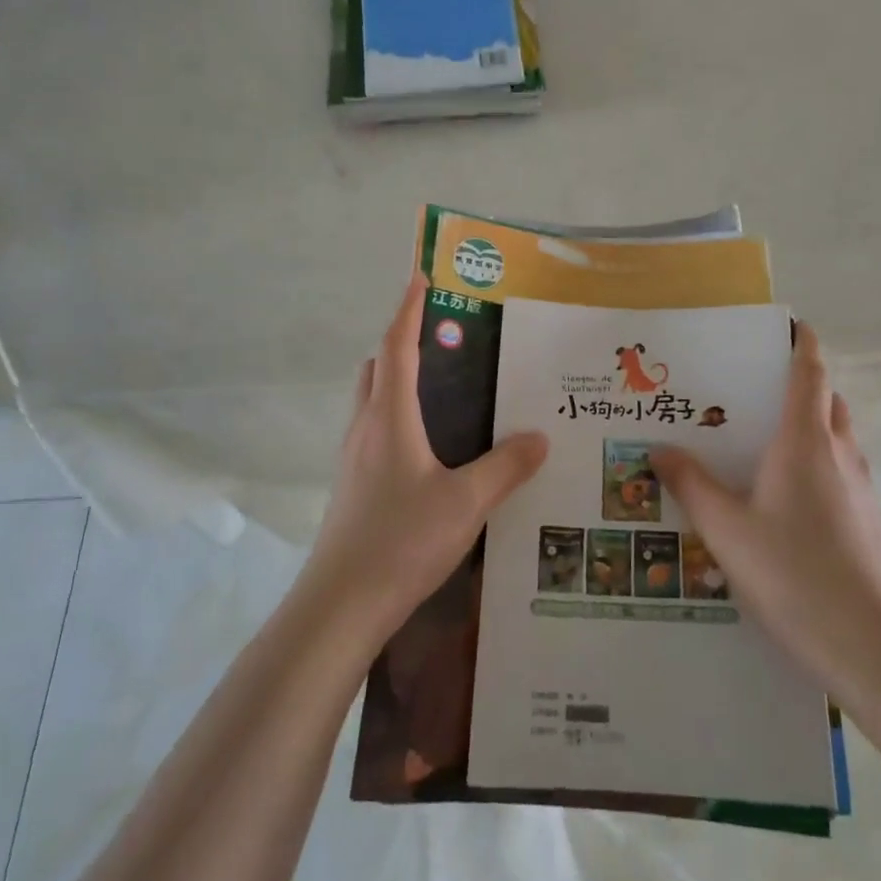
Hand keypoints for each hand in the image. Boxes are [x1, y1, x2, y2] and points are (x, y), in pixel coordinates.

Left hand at [302, 273, 548, 643]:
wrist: (340, 605)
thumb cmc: (402, 540)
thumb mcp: (466, 503)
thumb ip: (505, 466)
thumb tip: (540, 436)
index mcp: (390, 417)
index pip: (397, 346)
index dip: (408, 308)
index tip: (420, 275)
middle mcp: (365, 427)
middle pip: (378, 367)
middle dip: (404, 342)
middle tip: (446, 338)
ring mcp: (354, 458)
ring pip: (373, 400)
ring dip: (398, 380)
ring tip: (445, 389)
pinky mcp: (353, 485)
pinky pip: (375, 431)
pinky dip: (398, 416)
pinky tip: (432, 448)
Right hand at [652, 322, 880, 695]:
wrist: (869, 646)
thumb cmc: (793, 574)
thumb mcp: (726, 529)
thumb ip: (690, 484)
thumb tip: (658, 449)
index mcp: (806, 440)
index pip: (810, 371)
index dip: (801, 342)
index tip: (786, 324)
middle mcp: (840, 452)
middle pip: (826, 399)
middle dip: (799, 383)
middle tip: (752, 390)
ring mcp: (861, 487)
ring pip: (837, 435)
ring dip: (810, 423)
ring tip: (763, 441)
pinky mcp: (868, 518)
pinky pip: (841, 469)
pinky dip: (817, 460)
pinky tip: (784, 497)